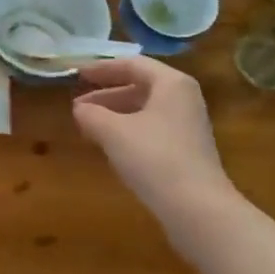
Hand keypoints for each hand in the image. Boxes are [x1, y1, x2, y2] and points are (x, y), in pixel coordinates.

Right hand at [72, 57, 235, 255]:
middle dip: (106, 95)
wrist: (198, 209)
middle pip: (140, 86)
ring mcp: (188, 125)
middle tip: (78, 105)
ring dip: (115, 114)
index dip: (102, 68)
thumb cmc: (154, 158)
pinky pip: (152, 129)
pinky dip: (128, 130)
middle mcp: (184, 98)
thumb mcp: (114, 132)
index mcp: (171, 83)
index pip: (132, 64)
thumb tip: (80, 109)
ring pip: (145, 109)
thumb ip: (92, 114)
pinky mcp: (187, 150)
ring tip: (88, 125)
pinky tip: (110, 145)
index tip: (77, 74)